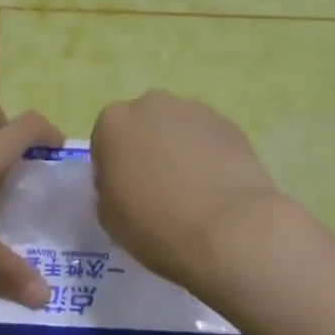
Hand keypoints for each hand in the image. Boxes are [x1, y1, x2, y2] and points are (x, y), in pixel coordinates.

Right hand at [90, 91, 281, 292]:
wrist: (229, 229)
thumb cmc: (156, 224)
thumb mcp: (109, 217)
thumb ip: (108, 188)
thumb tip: (124, 181)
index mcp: (113, 123)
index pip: (105, 142)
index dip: (114, 170)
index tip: (125, 195)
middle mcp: (152, 104)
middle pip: (143, 127)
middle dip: (147, 150)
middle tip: (158, 190)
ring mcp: (195, 110)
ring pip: (178, 129)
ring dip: (179, 150)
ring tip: (193, 191)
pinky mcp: (230, 124)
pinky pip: (209, 139)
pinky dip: (209, 156)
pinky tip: (217, 188)